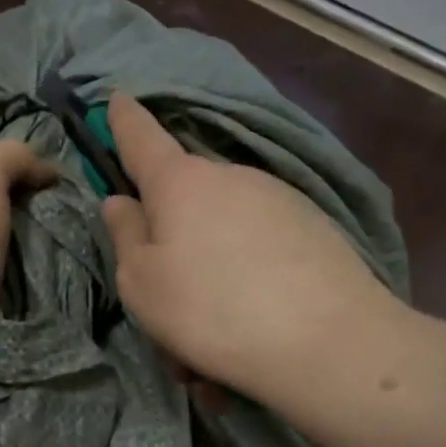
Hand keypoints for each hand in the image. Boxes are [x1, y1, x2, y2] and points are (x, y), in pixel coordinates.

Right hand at [102, 93, 445, 446]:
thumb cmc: (211, 310)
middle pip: (185, 205)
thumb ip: (124, 236)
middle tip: (167, 313)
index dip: (124, 120)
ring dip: (209, 285)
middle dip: (171, 250)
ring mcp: (279, 202)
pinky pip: (259, 258)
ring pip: (223, 240)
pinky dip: (245, 291)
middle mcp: (232, 179)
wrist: (328, 344)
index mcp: (181, 183)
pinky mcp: (315, 232)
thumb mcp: (142, 282)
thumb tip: (122, 201)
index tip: (117, 98)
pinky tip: (250, 339)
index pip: (142, 138)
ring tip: (211, 348)